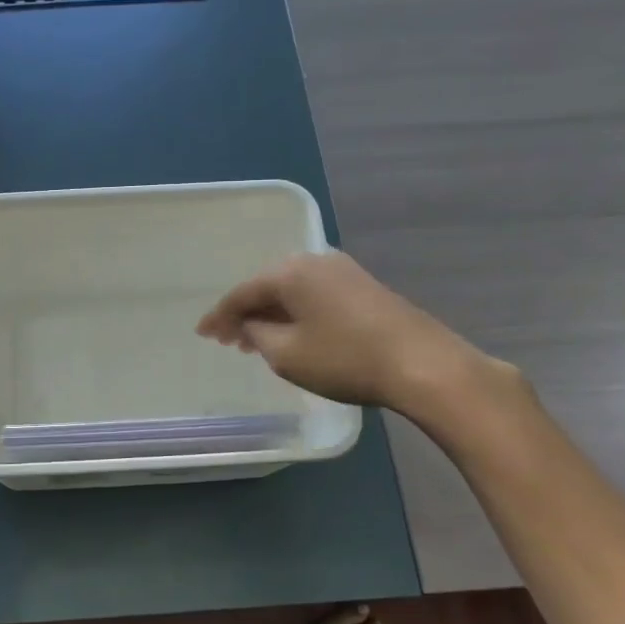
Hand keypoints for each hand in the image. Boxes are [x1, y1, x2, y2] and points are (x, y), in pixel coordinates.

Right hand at [195, 251, 506, 419]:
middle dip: (246, 313)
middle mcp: (313, 260)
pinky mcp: (363, 286)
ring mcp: (342, 271)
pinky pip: (314, 295)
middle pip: (267, 286)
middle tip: (228, 339)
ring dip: (272, 314)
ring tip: (256, 340)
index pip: (241, 293)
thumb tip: (251, 323)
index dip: (218, 315)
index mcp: (289, 272)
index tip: (202, 333)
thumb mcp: (286, 354)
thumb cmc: (344, 359)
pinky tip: (294, 332)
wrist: (422, 363)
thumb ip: (257, 334)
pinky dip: (297, 312)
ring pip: (293, 291)